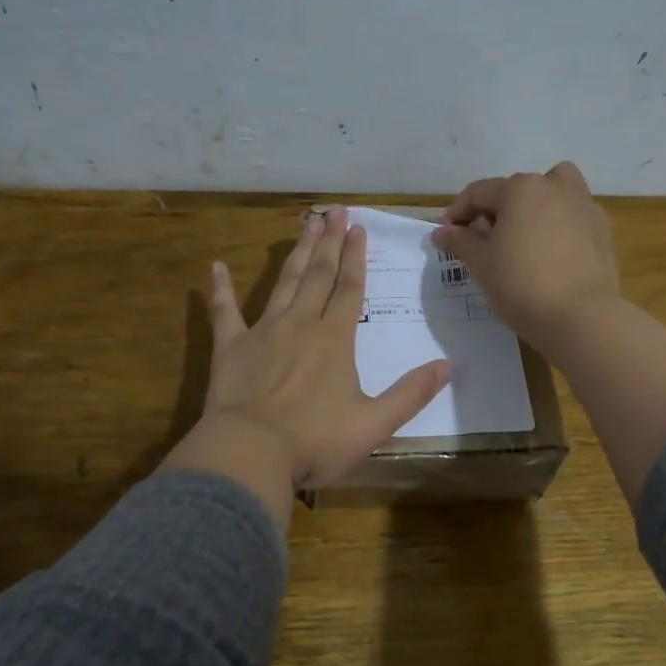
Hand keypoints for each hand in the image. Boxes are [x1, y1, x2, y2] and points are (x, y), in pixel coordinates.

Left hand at [163, 206, 451, 520]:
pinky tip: (216, 266)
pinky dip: (220, 288)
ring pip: (284, 282)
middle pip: (318, 274)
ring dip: (296, 253)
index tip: (358, 228)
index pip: (349, 288)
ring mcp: (263, 331)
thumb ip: (411, 393)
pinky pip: (224, 312)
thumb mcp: (374, 424)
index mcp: (335, 339)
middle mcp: (301, 324)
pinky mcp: (230, 347)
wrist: (250, 453)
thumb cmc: (315, 441)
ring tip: (305, 224)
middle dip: (329, 242)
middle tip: (334, 211)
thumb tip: (448, 366)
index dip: (355, 257)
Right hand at [431, 162, 620, 351]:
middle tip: (483, 242)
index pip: (478, 193)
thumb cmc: (520, 284)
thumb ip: (459, 241)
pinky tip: (550, 255)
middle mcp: (555, 187)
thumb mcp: (480, 263)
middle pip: (516, 190)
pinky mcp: (603, 231)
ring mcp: (584, 207)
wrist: (581, 318)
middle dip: (495, 212)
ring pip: (553, 195)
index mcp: (521, 188)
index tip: (446, 239)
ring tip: (522, 239)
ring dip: (534, 209)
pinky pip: (573, 218)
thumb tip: (442, 231)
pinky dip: (559, 227)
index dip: (456, 214)